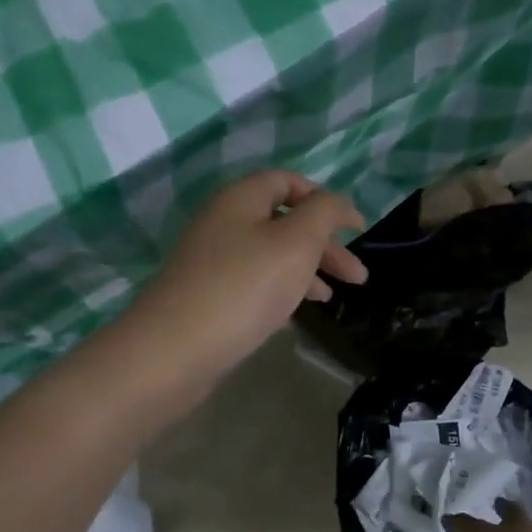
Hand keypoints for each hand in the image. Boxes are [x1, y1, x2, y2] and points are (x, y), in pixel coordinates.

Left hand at [126, 170, 366, 386]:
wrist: (174, 349)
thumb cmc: (244, 286)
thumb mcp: (296, 242)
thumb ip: (324, 213)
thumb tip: (338, 203)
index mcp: (240, 199)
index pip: (287, 181)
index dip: (324, 199)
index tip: (356, 228)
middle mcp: (222, 223)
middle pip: (282, 221)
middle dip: (323, 244)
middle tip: (357, 277)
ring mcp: (211, 262)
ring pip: (269, 255)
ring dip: (305, 270)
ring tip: (331, 299)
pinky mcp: (206, 297)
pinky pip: (252, 284)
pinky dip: (279, 292)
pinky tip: (294, 314)